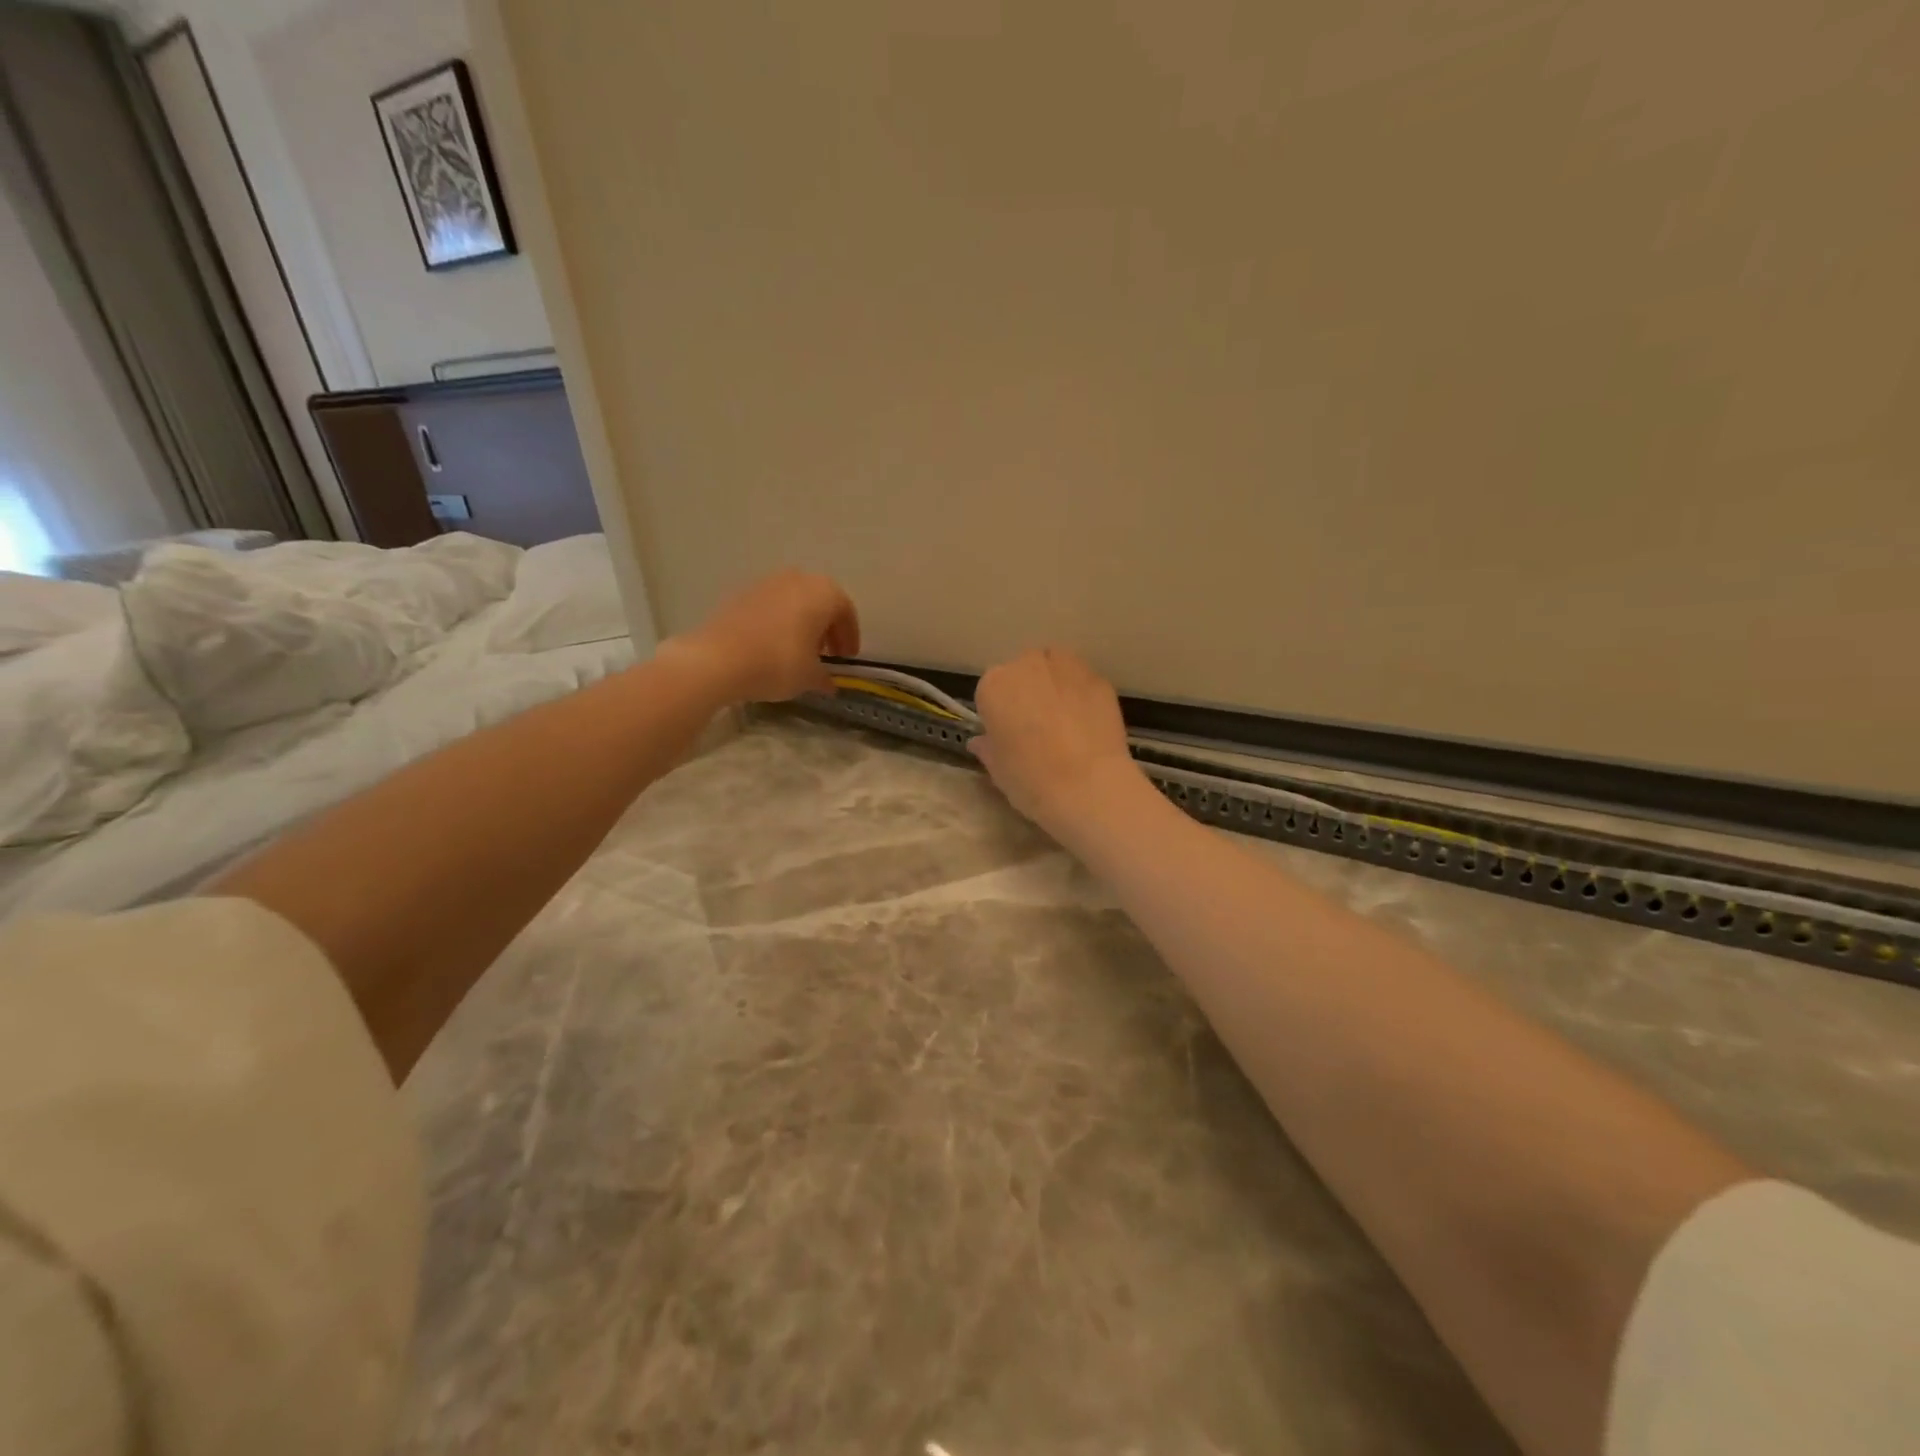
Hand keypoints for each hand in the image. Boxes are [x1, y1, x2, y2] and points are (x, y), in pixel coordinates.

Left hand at [673, 570, 860, 702]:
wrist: (717, 659)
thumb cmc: (777, 663)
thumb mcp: (809, 677)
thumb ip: (824, 677)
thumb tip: (829, 683)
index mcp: (823, 593)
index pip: (846, 612)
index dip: (850, 637)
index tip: (846, 658)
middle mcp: (798, 579)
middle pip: (821, 602)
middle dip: (827, 628)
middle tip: (826, 654)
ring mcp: (767, 583)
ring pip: (795, 602)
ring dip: (802, 624)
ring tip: (799, 652)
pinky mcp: (741, 593)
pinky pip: (772, 606)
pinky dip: (779, 623)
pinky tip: (773, 646)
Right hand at [970, 648, 1147, 839]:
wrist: (1087, 785)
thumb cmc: (1030, 778)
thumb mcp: (997, 769)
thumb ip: (988, 748)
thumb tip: (981, 742)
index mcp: (994, 685)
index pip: (991, 692)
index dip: (1000, 714)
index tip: (1008, 735)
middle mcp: (1028, 665)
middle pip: (1024, 672)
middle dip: (1029, 693)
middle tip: (1038, 727)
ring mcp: (1067, 667)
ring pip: (1056, 669)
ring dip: (1056, 687)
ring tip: (1065, 722)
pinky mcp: (1099, 679)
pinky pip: (1083, 683)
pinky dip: (1083, 697)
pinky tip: (1088, 725)